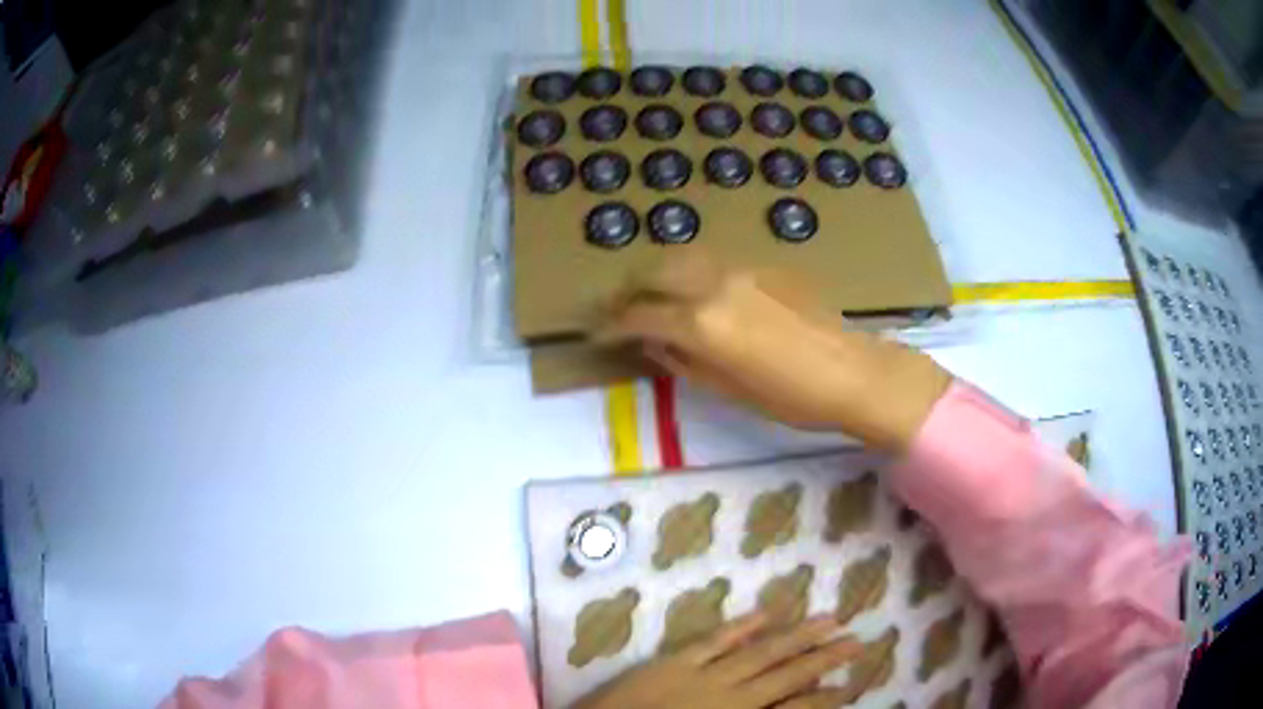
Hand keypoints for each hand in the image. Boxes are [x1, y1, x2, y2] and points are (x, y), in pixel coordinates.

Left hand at [575, 614, 860, 708]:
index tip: (852, 685)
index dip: (827, 698)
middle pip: (788, 674)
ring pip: (761, 651)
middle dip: (825, 658)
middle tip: (858, 640)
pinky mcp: (673, 662)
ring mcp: (702, 675)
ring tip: (829, 619)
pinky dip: (741, 626)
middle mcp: (732, 698)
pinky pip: (714, 639)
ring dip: (797, 635)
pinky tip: (765, 613)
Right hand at [593, 251, 951, 452]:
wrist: (853, 372)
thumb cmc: (791, 398)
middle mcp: (714, 285)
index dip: (611, 325)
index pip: (639, 315)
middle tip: (615, 308)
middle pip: (654, 272)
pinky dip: (690, 273)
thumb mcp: (728, 390)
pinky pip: (713, 262)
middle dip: (627, 289)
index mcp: (702, 323)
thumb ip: (683, 361)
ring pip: (683, 257)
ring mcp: (741, 269)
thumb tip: (653, 342)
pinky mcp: (763, 266)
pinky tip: (696, 292)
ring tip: (650, 294)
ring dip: (657, 273)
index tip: (596, 333)